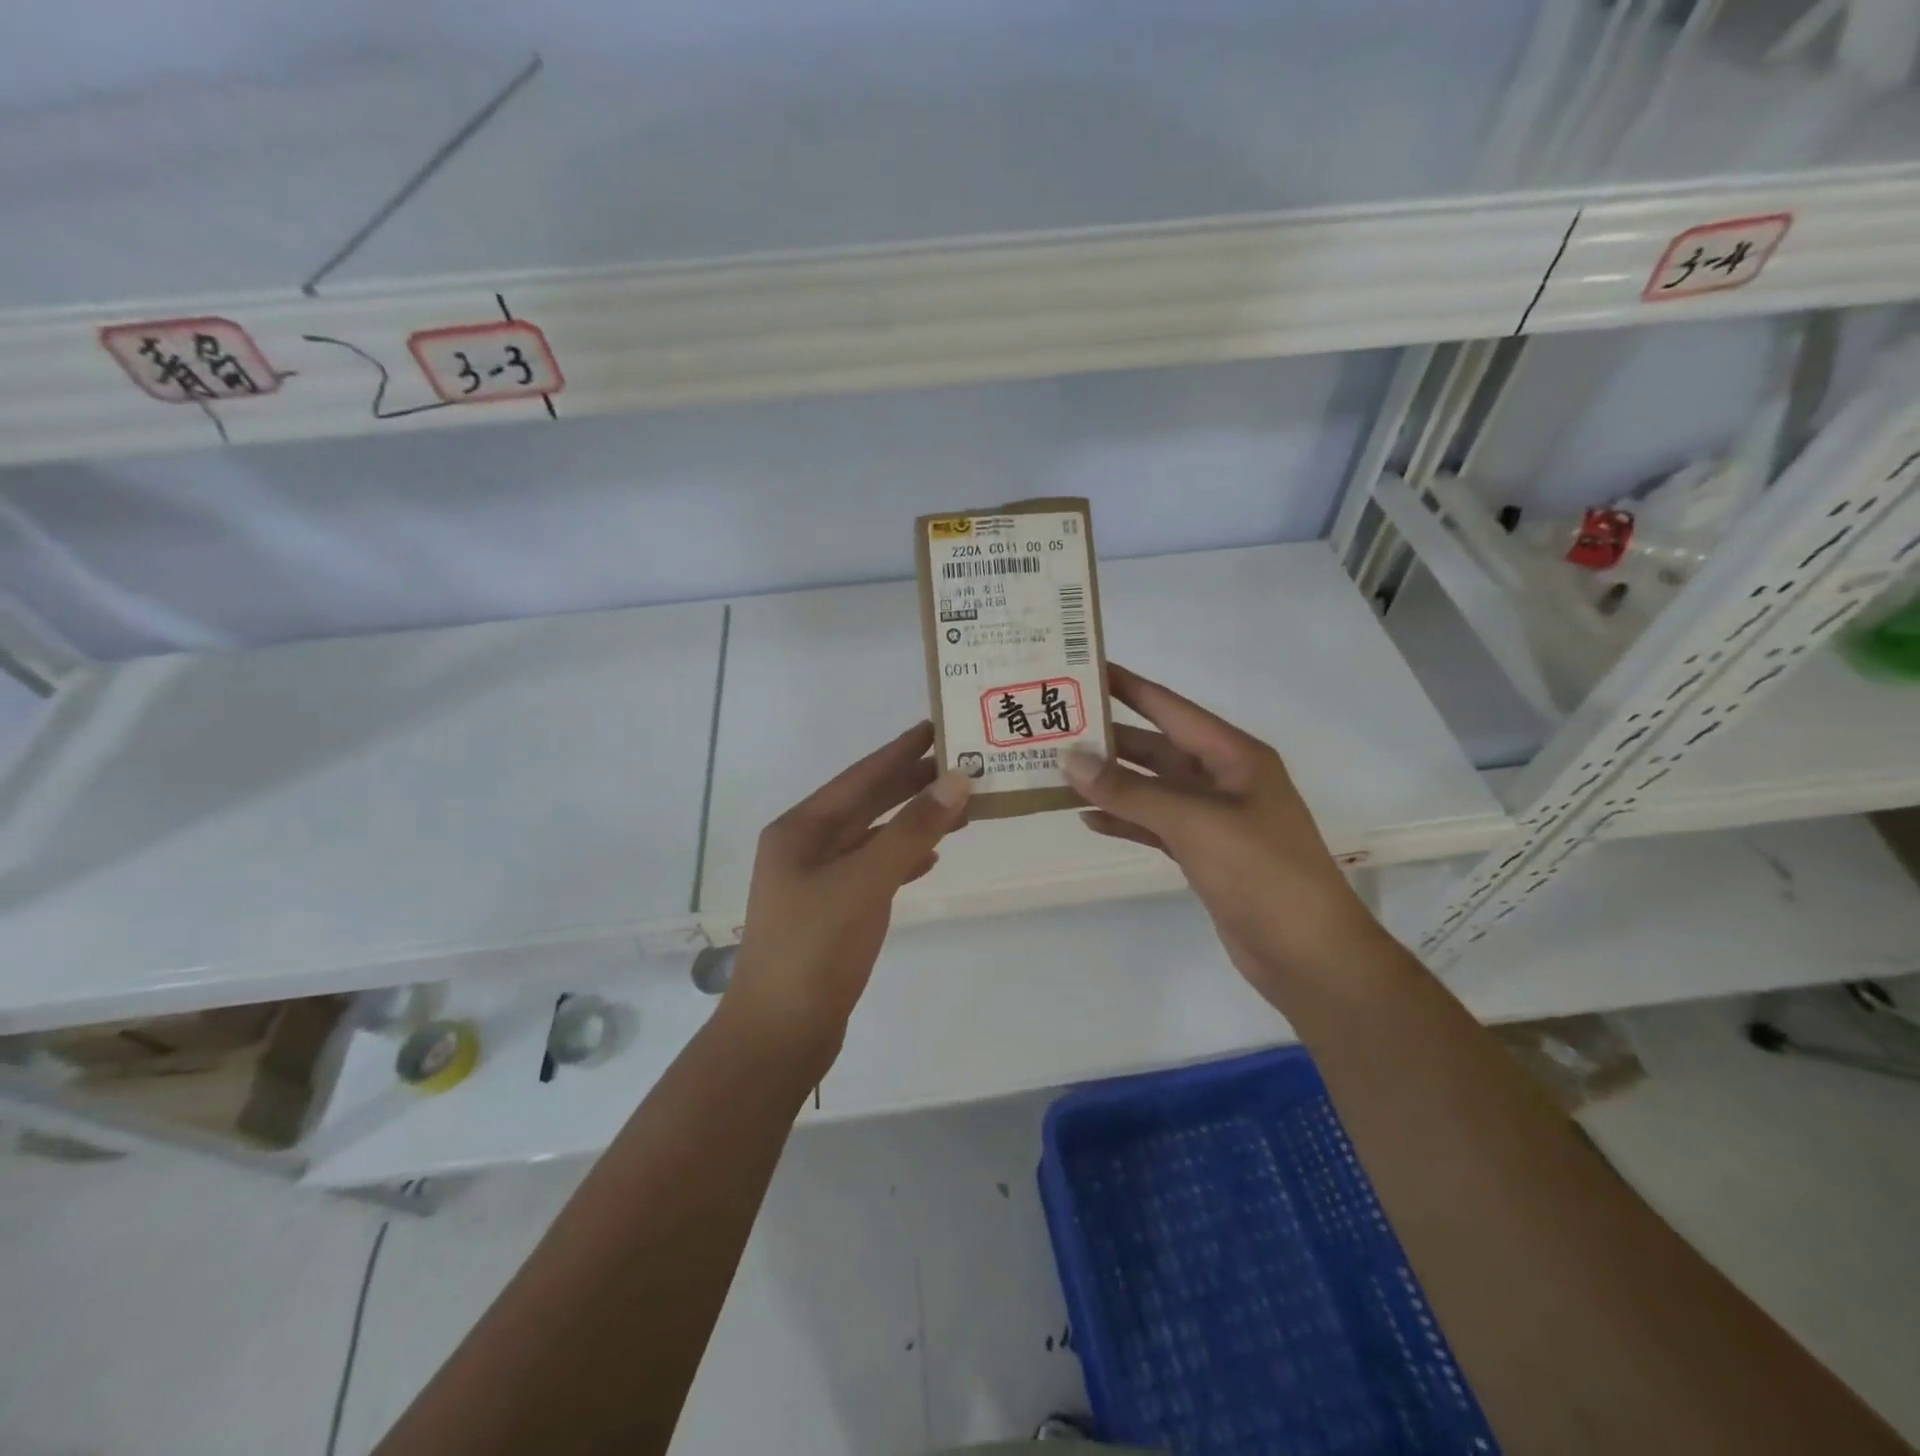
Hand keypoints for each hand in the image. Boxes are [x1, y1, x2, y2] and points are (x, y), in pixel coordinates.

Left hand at [726, 722, 970, 1065]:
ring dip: (913, 822)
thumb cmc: (816, 948)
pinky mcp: (832, 910)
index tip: (937, 725)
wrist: (780, 1033)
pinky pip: (873, 869)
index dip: (900, 751)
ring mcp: (817, 880)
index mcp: (801, 829)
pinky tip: (930, 859)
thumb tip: (956, 780)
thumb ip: (912, 830)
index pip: (861, 776)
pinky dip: (902, 859)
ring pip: (874, 837)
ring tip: (959, 808)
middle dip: (912, 784)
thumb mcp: (866, 881)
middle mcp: (806, 846)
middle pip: (867, 803)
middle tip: (961, 762)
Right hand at [1063, 664, 1388, 996]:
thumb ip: (1131, 791)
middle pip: (1156, 748)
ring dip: (1111, 781)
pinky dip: (1124, 820)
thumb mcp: (1195, 823)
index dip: (1128, 687)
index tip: (1084, 668)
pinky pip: (1154, 825)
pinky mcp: (1203, 855)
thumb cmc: (1261, 873)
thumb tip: (1070, 758)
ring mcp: (1213, 819)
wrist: (1307, 955)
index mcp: (1234, 756)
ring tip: (1059, 771)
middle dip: (1110, 738)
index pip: (1171, 708)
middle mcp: (1223, 780)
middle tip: (1056, 726)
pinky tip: (1088, 818)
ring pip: (1152, 788)